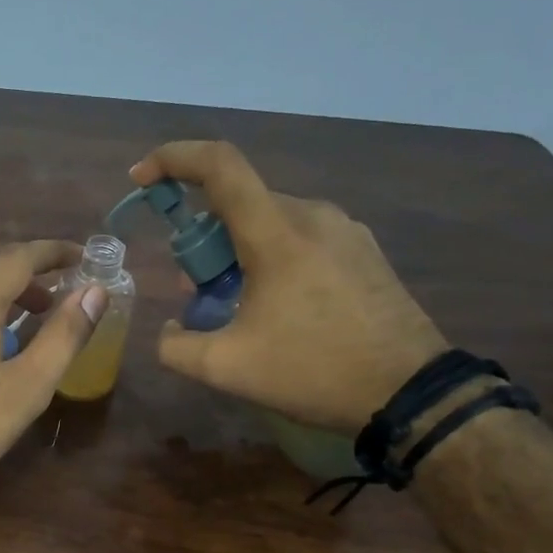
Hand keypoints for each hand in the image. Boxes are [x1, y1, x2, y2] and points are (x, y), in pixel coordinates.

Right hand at [131, 140, 446, 431]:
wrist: (410, 393)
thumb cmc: (313, 371)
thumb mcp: (226, 369)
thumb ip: (176, 347)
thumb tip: (168, 331)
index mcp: (277, 233)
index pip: (219, 166)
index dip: (173, 159)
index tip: (142, 178)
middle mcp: (312, 215)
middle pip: (238, 203)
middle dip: (202, 238)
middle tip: (194, 287)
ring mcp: (344, 230)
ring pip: (269, 220)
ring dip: (236, 250)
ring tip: (235, 303)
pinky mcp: (363, 250)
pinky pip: (300, 236)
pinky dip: (270, 257)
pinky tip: (276, 305)